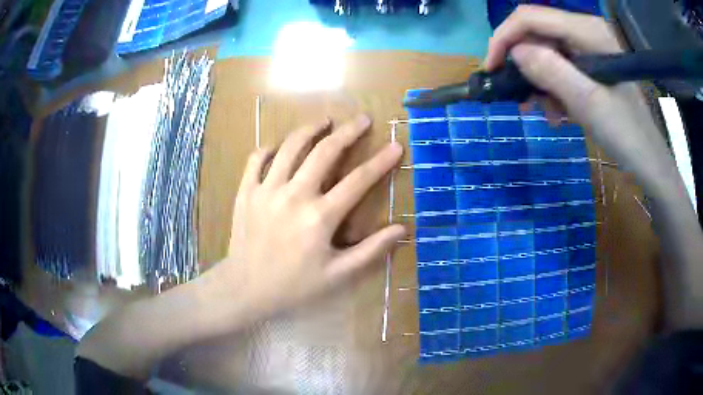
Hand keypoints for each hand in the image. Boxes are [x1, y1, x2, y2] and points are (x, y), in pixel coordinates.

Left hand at [221, 114, 404, 315]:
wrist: (245, 288)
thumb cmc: (293, 285)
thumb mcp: (337, 275)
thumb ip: (370, 250)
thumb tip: (402, 228)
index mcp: (319, 217)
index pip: (358, 181)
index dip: (381, 162)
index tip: (395, 146)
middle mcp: (293, 195)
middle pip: (325, 152)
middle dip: (347, 132)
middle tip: (362, 120)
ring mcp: (266, 190)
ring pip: (290, 147)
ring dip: (310, 130)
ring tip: (324, 121)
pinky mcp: (246, 191)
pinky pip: (257, 159)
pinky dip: (270, 148)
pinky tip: (279, 146)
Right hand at [485, 6, 676, 193]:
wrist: (649, 160)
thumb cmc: (626, 135)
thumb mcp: (588, 103)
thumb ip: (551, 71)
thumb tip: (516, 52)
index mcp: (587, 30)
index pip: (530, 17)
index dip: (504, 38)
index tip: (491, 70)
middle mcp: (585, 30)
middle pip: (538, 34)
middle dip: (524, 65)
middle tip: (521, 99)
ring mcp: (589, 46)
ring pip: (547, 52)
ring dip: (540, 82)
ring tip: (544, 113)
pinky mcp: (592, 63)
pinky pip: (561, 67)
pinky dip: (554, 89)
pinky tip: (559, 112)